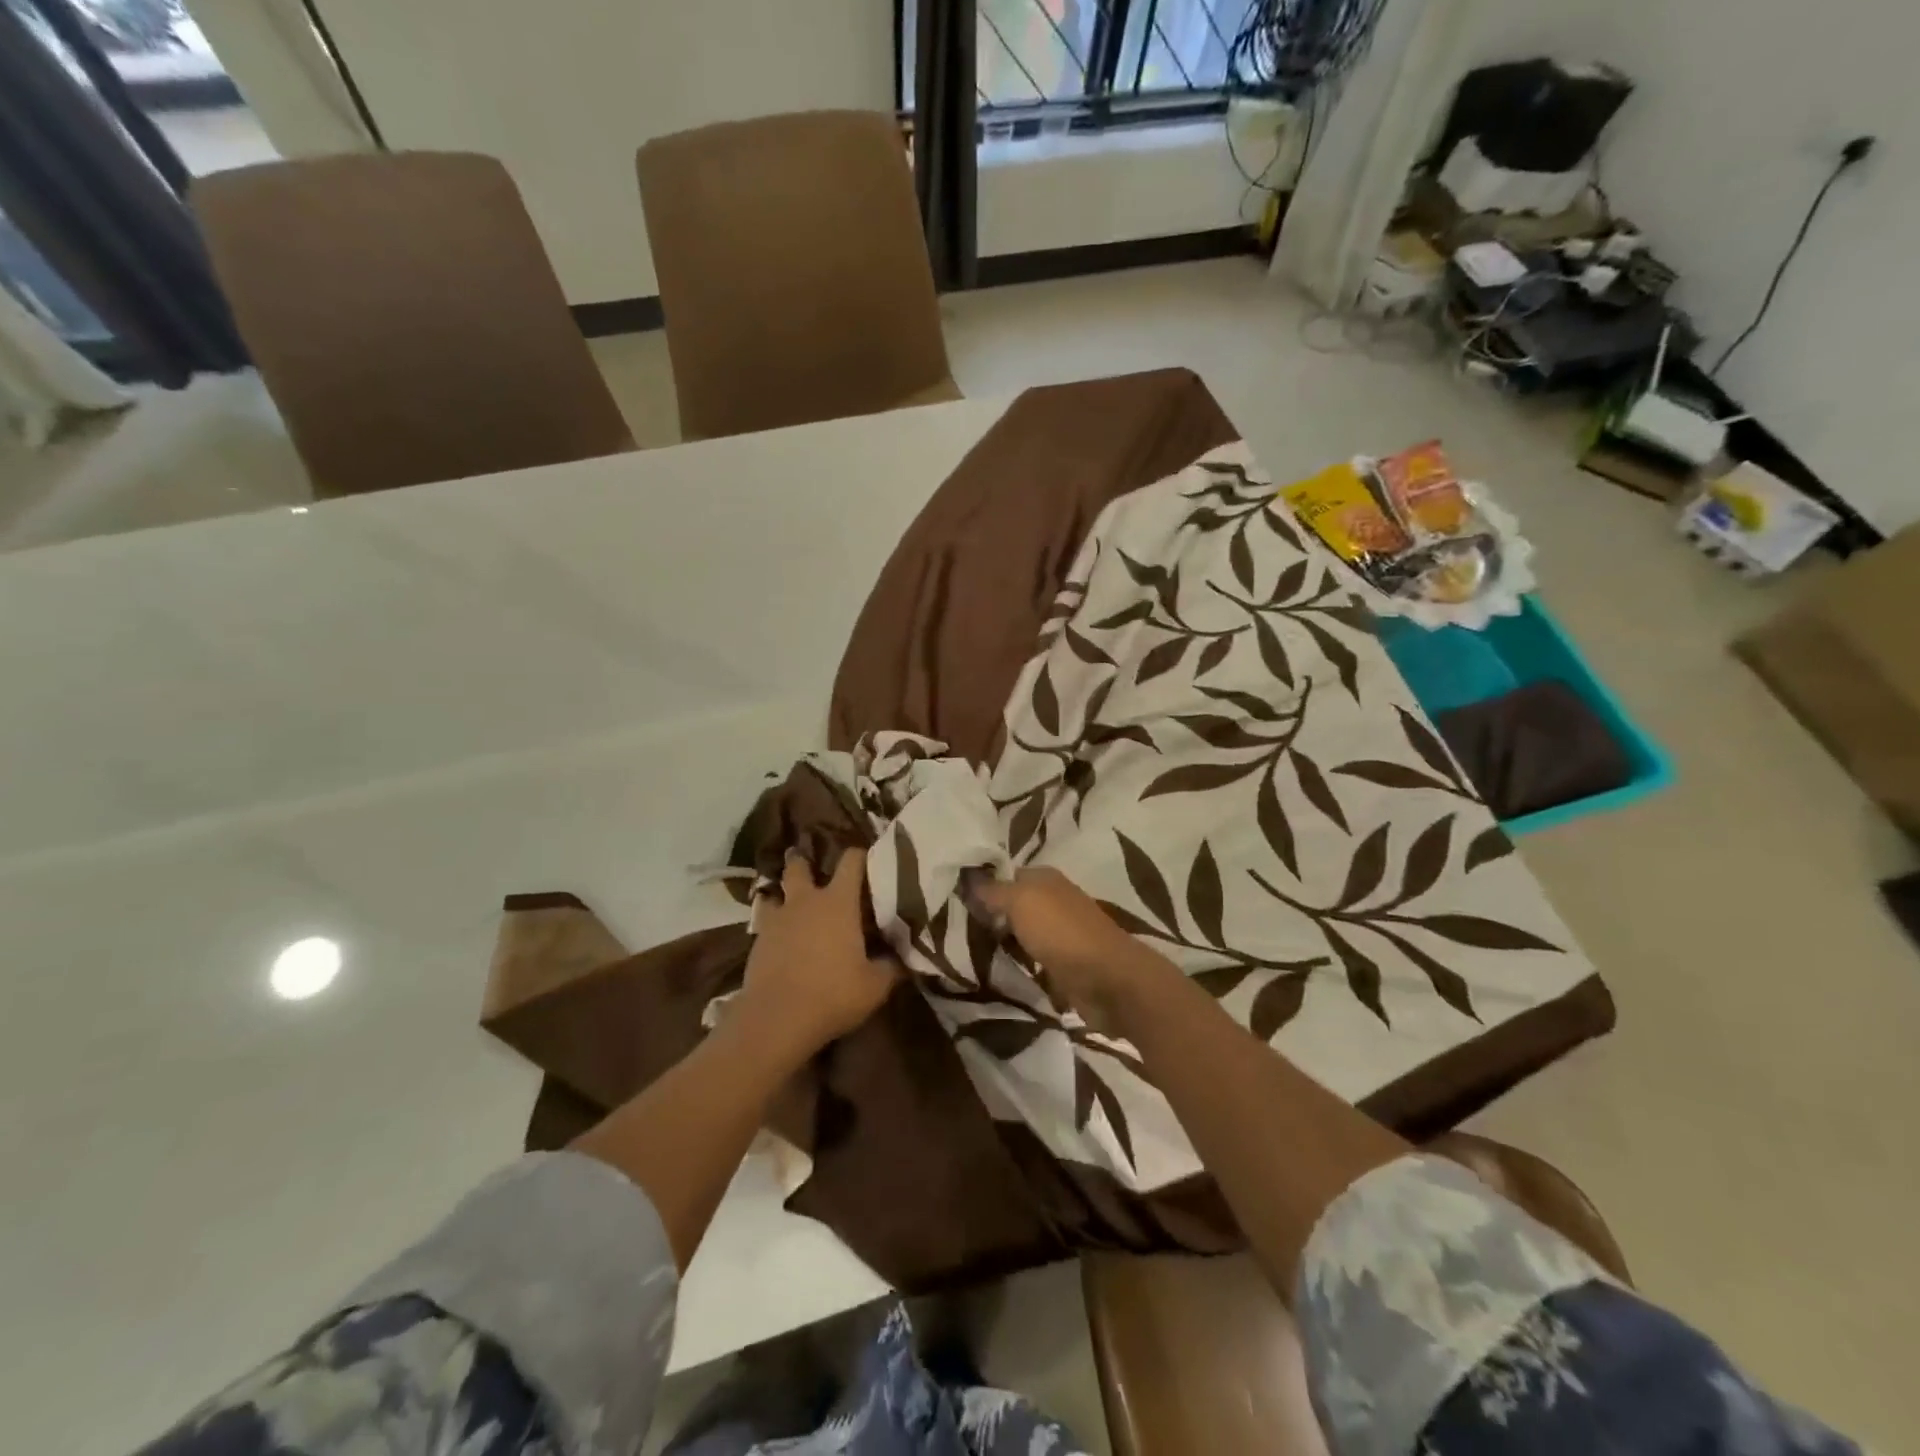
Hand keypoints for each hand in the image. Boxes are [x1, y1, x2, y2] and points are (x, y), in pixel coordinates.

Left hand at [738, 848, 900, 1059]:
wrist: (776, 1019)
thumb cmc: (833, 994)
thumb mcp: (875, 986)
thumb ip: (891, 966)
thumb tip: (903, 958)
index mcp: (838, 902)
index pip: (852, 862)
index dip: (860, 855)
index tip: (868, 857)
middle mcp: (805, 901)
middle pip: (799, 867)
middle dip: (803, 862)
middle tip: (810, 864)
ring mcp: (777, 920)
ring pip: (775, 893)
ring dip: (783, 894)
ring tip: (790, 902)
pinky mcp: (757, 942)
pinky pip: (765, 923)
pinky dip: (774, 926)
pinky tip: (781, 940)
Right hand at [969, 867, 1176, 1034]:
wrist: (1106, 980)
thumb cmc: (1061, 932)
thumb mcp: (1020, 901)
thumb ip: (992, 890)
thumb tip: (967, 877)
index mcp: (1044, 878)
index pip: (1003, 874)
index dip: (979, 884)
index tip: (949, 899)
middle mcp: (1052, 900)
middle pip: (1011, 904)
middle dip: (986, 915)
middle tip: (951, 927)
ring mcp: (1058, 933)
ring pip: (1019, 932)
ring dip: (999, 941)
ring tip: (964, 950)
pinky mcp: (1061, 964)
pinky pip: (1029, 958)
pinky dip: (1015, 962)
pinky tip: (992, 969)